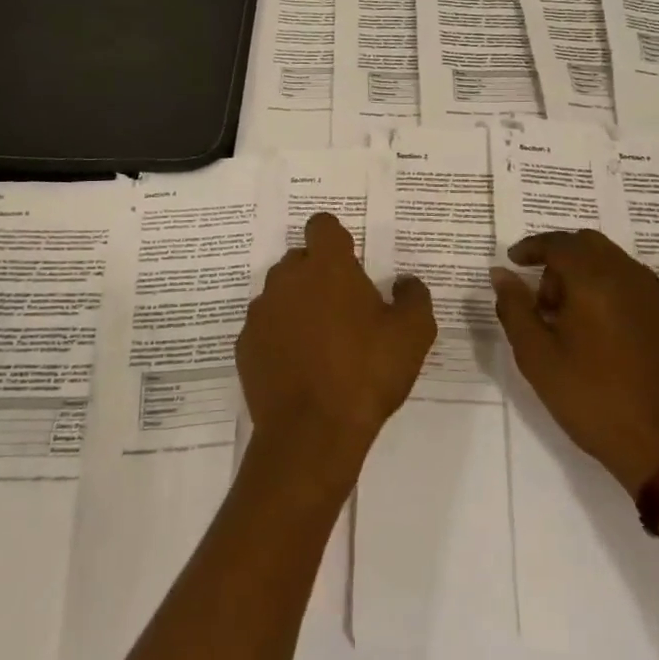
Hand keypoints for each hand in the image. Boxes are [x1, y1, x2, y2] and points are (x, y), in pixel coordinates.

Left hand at [237, 212, 435, 478]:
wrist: (311, 434)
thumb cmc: (366, 373)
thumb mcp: (413, 334)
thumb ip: (413, 297)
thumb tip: (405, 282)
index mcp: (327, 266)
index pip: (322, 225)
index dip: (337, 239)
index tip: (351, 262)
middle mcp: (287, 278)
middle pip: (300, 259)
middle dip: (319, 274)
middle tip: (344, 308)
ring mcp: (261, 312)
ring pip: (280, 293)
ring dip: (298, 305)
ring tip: (321, 342)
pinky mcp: (245, 345)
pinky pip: (265, 328)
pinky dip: (279, 337)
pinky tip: (299, 367)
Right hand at [491, 229, 658, 494]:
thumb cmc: (590, 399)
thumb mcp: (536, 356)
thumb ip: (514, 307)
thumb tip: (501, 273)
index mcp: (595, 280)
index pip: (559, 243)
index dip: (532, 247)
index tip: (513, 261)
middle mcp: (630, 276)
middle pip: (589, 244)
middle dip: (560, 259)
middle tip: (542, 297)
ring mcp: (658, 296)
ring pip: (615, 262)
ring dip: (587, 273)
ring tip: (571, 318)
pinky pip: (637, 284)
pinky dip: (612, 289)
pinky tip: (603, 329)